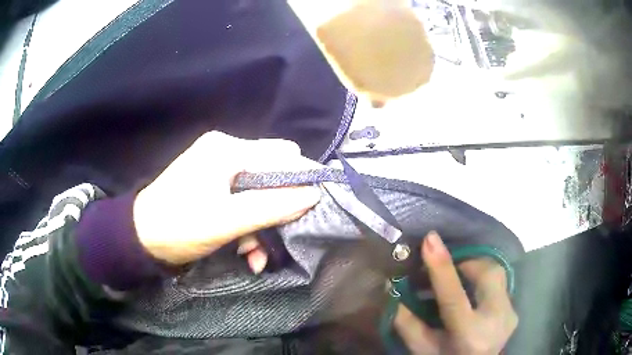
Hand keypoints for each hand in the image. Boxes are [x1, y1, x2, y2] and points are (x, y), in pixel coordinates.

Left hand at [133, 131, 321, 268]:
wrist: (140, 238)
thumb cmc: (179, 226)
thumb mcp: (227, 221)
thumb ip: (271, 206)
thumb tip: (313, 194)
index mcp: (227, 150)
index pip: (281, 155)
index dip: (302, 179)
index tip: (316, 205)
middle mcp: (225, 151)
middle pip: (271, 173)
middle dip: (279, 207)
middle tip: (280, 233)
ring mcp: (217, 168)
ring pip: (258, 191)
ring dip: (262, 223)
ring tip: (255, 255)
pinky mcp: (212, 184)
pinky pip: (242, 199)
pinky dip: (248, 223)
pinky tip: (246, 251)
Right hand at [394, 232, 517, 354]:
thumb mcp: (422, 347)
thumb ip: (406, 322)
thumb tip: (392, 288)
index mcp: (468, 335)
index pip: (454, 297)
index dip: (441, 267)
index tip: (430, 239)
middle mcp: (495, 321)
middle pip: (489, 274)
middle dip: (468, 262)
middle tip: (449, 268)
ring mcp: (510, 315)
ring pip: (498, 274)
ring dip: (477, 270)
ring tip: (461, 279)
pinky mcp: (514, 311)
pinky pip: (501, 285)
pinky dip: (485, 282)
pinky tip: (474, 295)